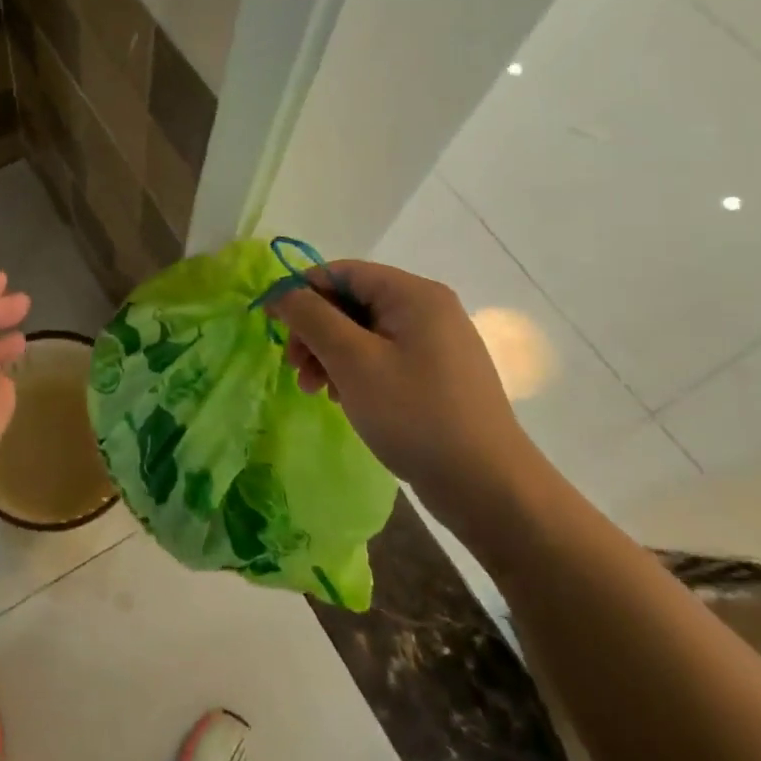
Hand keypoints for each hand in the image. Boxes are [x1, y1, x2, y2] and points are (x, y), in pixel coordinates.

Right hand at [269, 261, 542, 533]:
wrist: (489, 488)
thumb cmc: (415, 414)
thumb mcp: (353, 361)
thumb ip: (312, 317)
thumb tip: (281, 292)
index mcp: (413, 294)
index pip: (342, 272)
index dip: (301, 291)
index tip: (271, 324)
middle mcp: (428, 309)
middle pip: (352, 301)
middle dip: (315, 330)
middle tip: (294, 367)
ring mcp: (436, 343)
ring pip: (364, 332)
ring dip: (329, 354)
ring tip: (313, 390)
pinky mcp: (437, 375)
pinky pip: (383, 356)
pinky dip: (354, 371)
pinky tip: (341, 398)